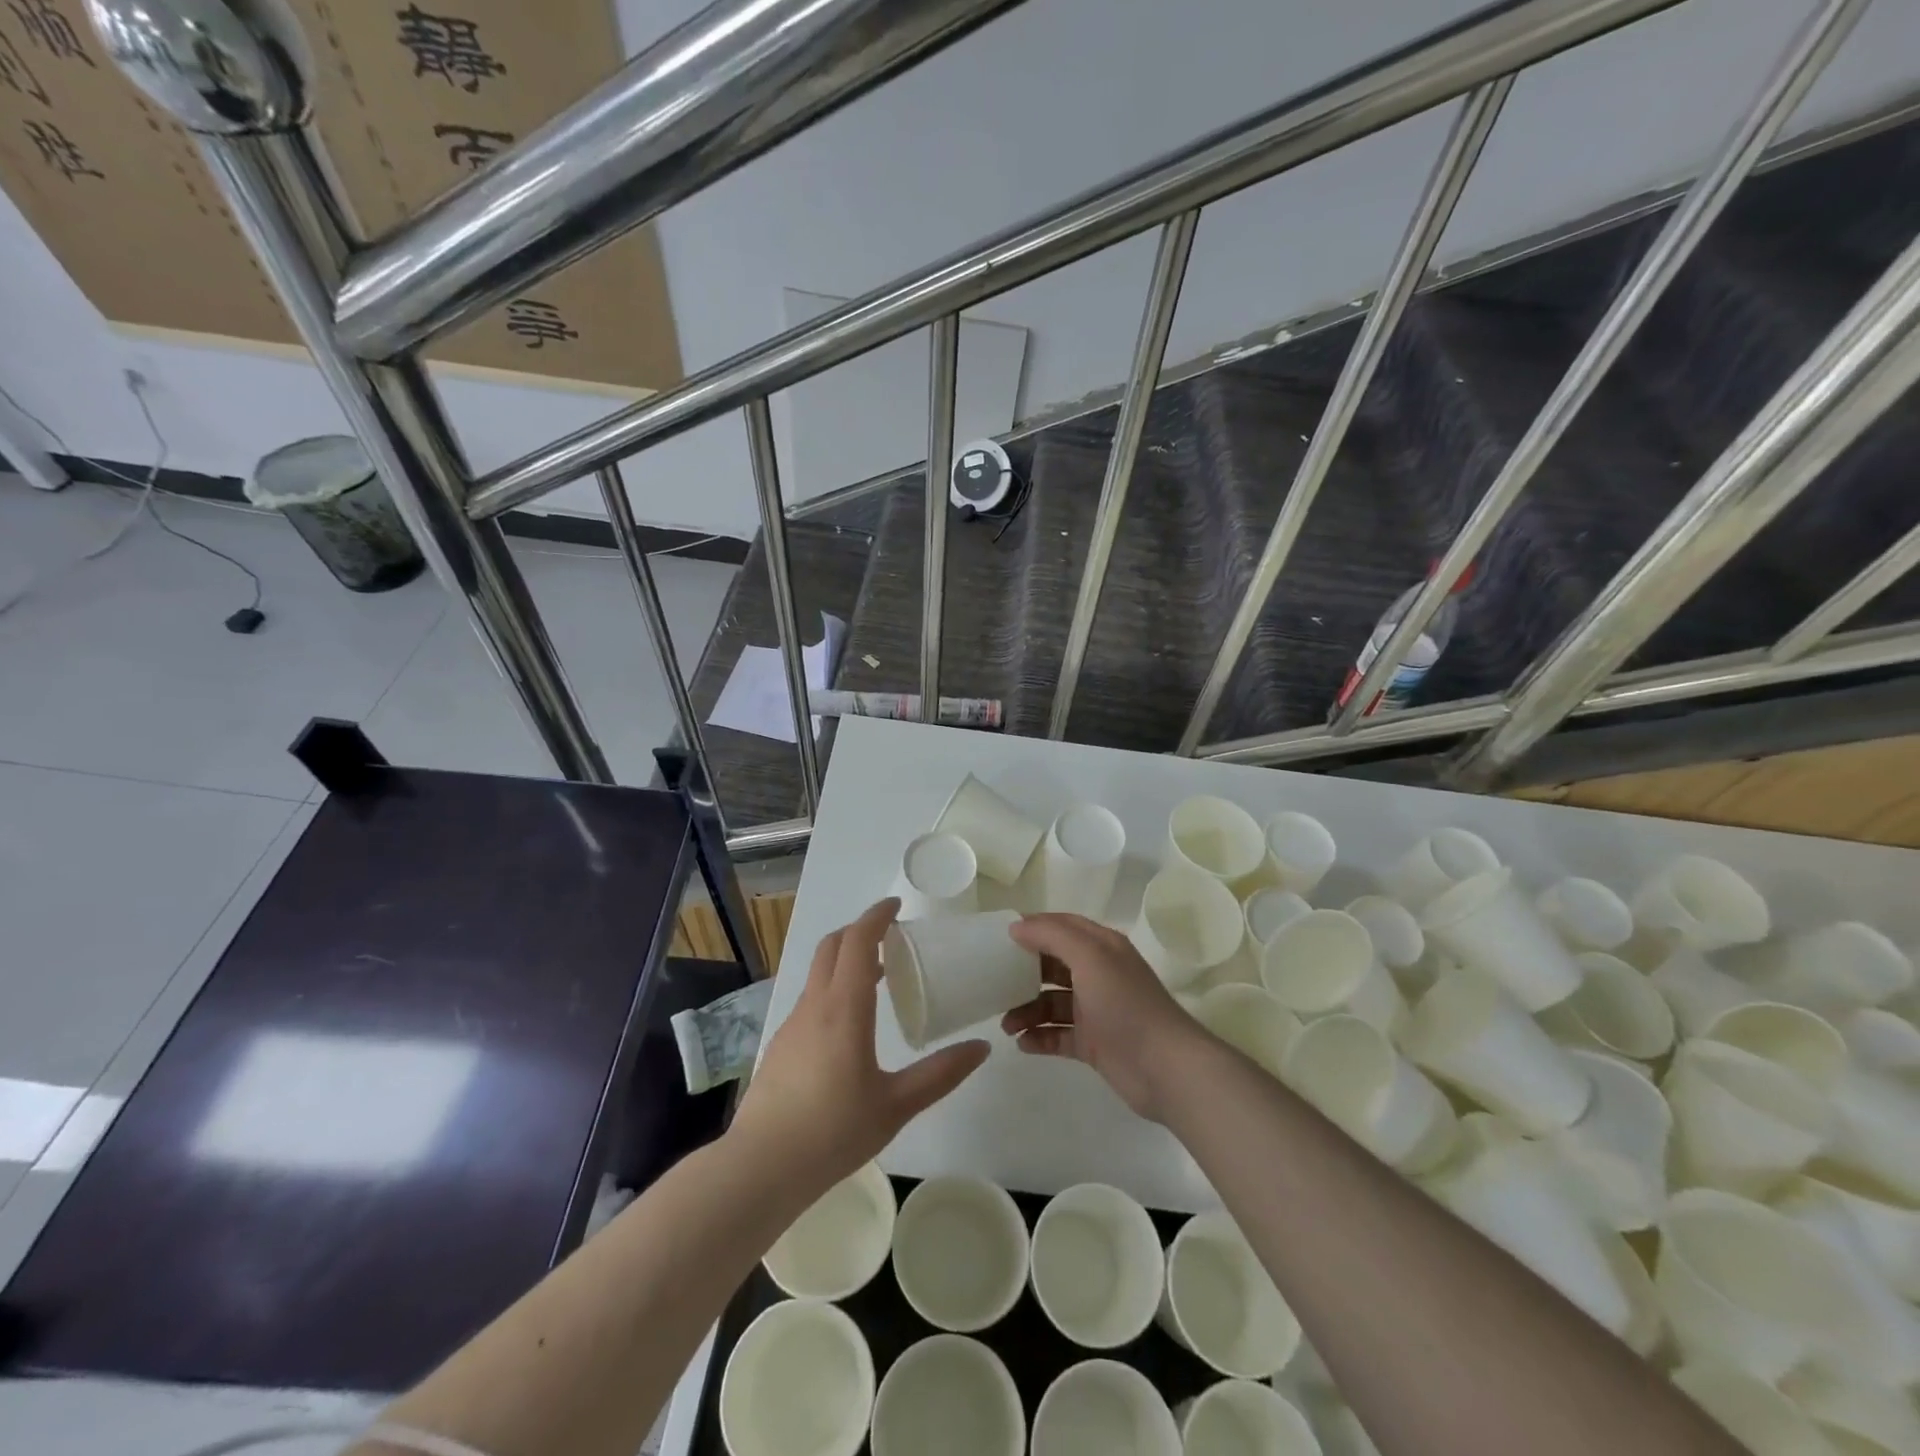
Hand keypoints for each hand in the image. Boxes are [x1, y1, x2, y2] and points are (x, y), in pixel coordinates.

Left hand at [732, 898, 988, 1193]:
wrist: (760, 1168)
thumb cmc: (833, 1132)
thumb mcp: (896, 1105)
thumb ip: (941, 1074)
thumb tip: (981, 1048)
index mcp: (844, 1008)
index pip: (858, 941)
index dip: (876, 916)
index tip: (896, 906)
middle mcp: (815, 1005)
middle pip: (833, 946)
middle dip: (860, 931)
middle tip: (892, 938)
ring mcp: (793, 1024)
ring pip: (819, 972)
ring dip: (846, 960)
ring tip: (879, 977)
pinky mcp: (782, 1044)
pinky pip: (811, 998)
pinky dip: (834, 988)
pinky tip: (851, 1024)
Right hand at [1001, 913, 1206, 1122]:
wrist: (1166, 1068)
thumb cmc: (1126, 1004)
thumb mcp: (1090, 958)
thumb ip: (1053, 936)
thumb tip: (1017, 926)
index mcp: (1101, 947)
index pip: (1061, 926)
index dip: (1032, 928)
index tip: (998, 938)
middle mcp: (1098, 974)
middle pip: (1052, 965)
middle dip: (1023, 972)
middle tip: (993, 983)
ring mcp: (1096, 1010)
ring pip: (1051, 1003)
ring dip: (1027, 1010)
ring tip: (1006, 1025)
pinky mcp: (1093, 1043)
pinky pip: (1058, 1035)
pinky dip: (1039, 1037)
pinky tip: (1022, 1044)